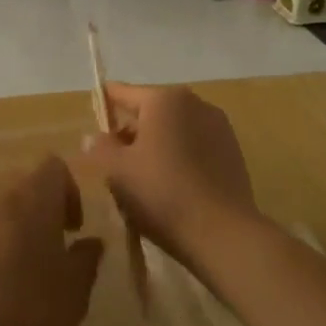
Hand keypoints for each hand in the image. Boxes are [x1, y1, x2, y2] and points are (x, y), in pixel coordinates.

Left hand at [0, 158, 101, 325]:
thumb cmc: (22, 322)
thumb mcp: (73, 298)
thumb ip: (85, 261)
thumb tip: (88, 244)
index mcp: (30, 196)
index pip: (54, 169)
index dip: (66, 195)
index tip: (69, 231)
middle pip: (11, 188)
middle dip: (25, 214)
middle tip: (31, 257)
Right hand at [82, 84, 258, 269]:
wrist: (221, 231)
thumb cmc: (161, 193)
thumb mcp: (117, 171)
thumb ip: (100, 148)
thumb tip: (93, 136)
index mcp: (164, 99)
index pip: (123, 93)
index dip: (104, 105)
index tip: (92, 119)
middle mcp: (195, 103)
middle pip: (151, 111)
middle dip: (131, 131)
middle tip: (113, 161)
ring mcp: (219, 126)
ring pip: (174, 129)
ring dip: (156, 145)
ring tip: (141, 178)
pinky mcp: (233, 152)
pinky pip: (195, 146)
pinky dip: (179, 157)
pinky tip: (170, 186)